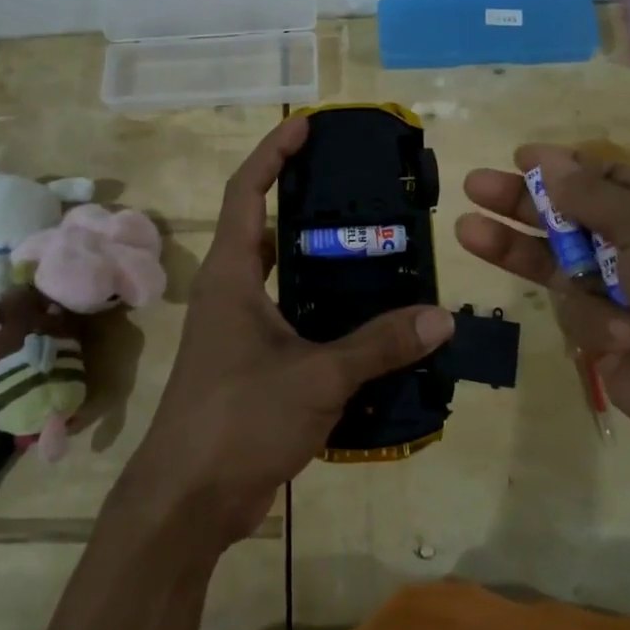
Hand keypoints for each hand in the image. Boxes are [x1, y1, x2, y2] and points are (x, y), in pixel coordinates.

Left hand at [123, 116, 455, 551]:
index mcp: (232, 275)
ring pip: (286, 281)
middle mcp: (232, 293)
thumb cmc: (239, 419)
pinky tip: (370, 325)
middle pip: (267, 229)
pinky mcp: (252, 367)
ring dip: (323, 266)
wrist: (188, 501)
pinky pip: (295, 324)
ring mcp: (239, 332)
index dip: (272, 153)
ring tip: (378, 253)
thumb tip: (441, 318)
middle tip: (362, 193)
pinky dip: (328, 317)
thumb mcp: (317, 377)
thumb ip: (379, 345)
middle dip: (306, 205)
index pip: (246, 192)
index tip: (306, 128)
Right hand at [456, 146, 629, 474]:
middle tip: (474, 187)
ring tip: (470, 232)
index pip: (607, 183)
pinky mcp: (611, 344)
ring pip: (561, 269)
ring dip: (521, 252)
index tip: (518, 160)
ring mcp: (628, 300)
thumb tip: (546, 157)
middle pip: (571, 222)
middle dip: (521, 205)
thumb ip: (592, 197)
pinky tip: (626, 340)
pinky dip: (597, 325)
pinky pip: (579, 318)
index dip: (562, 171)